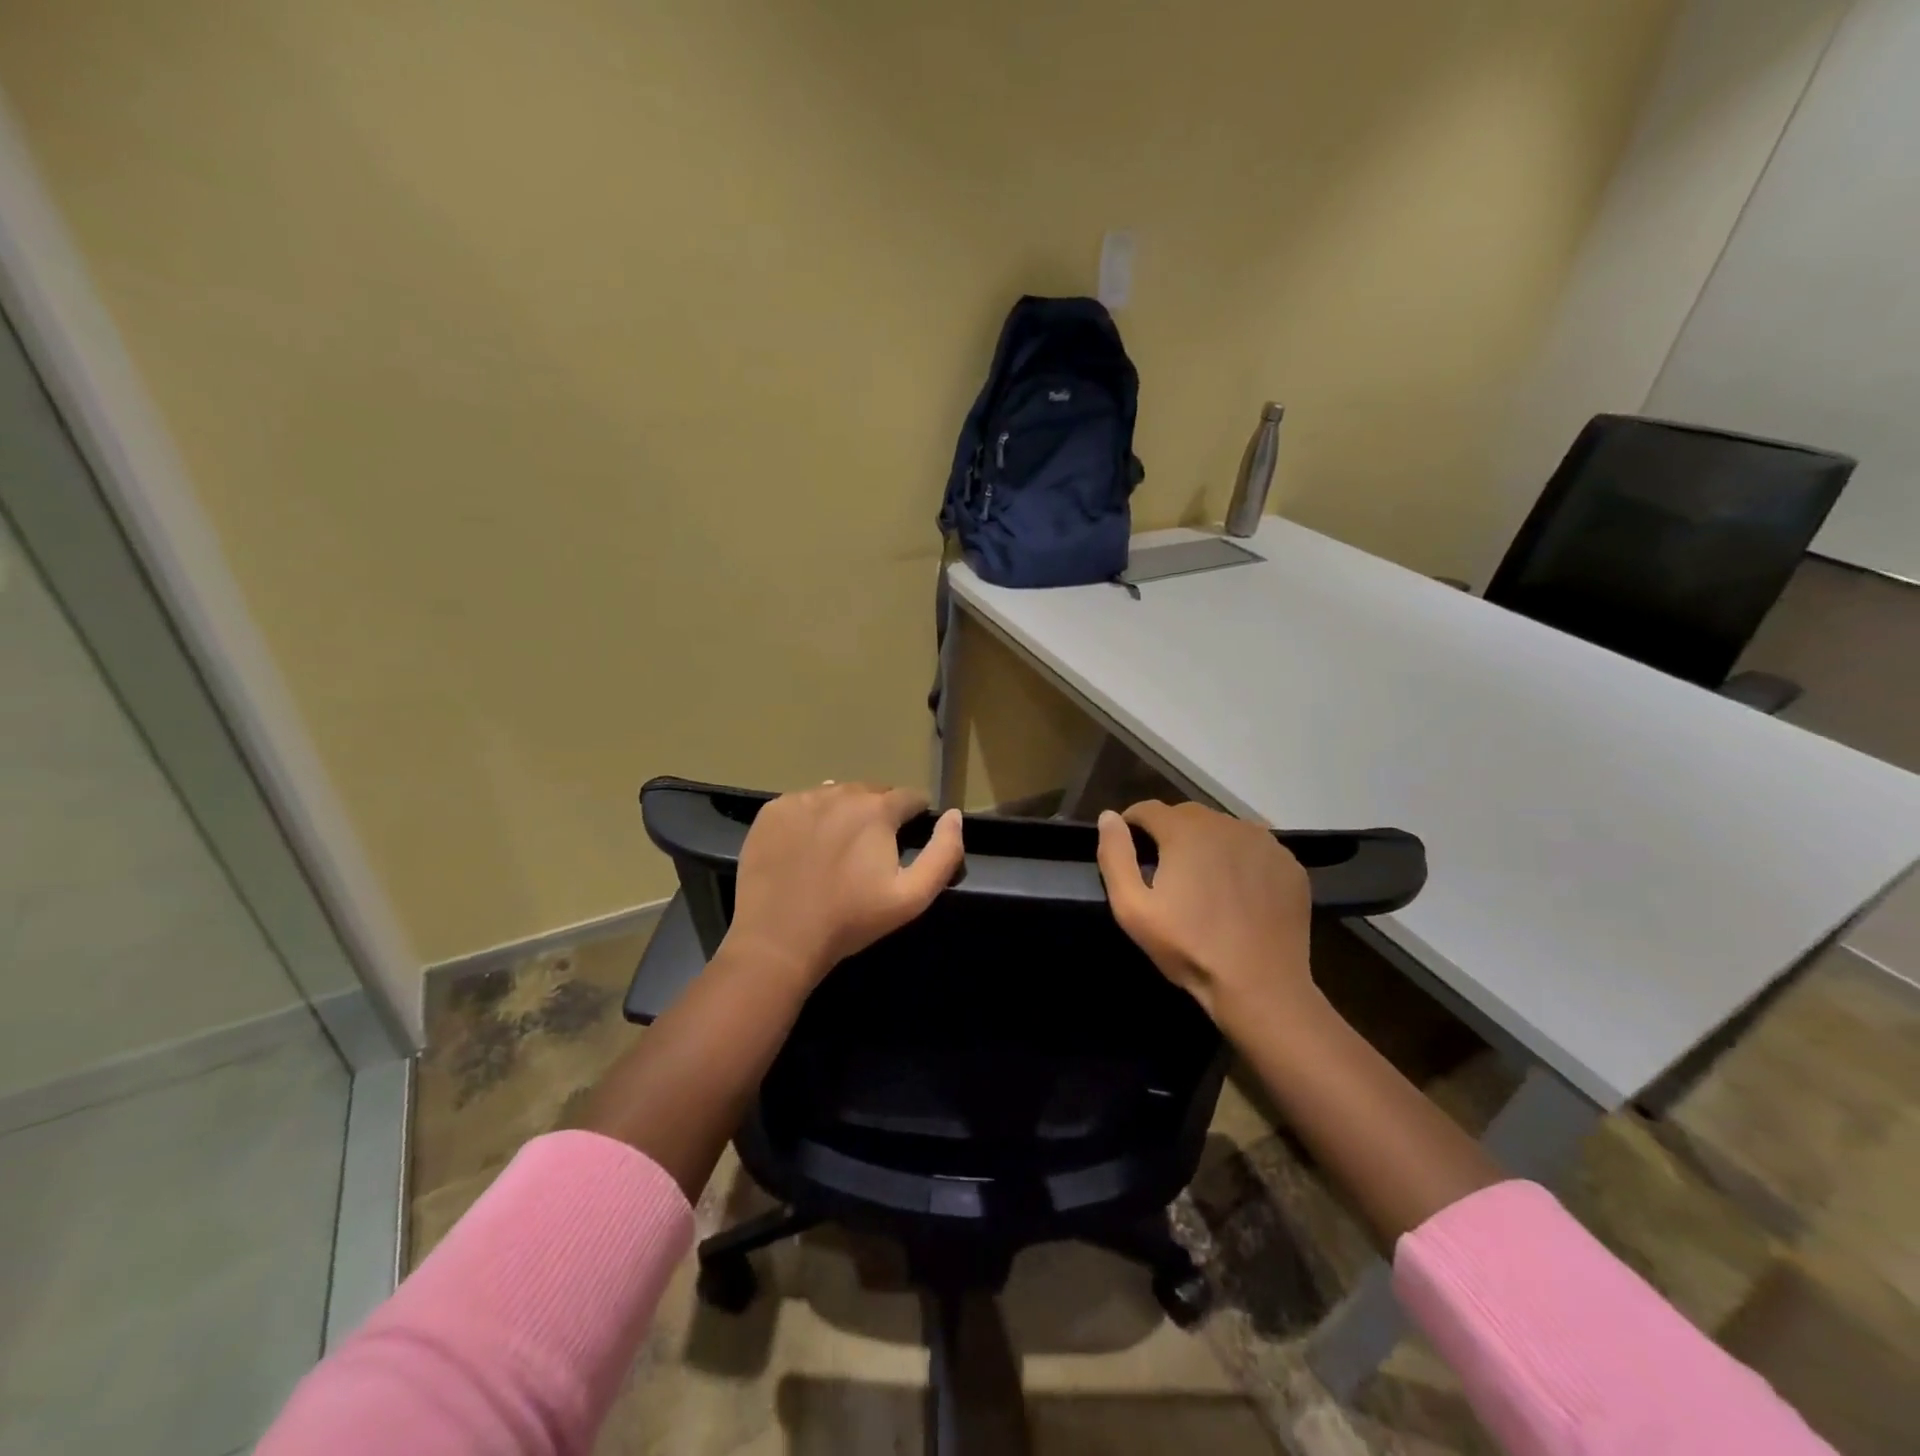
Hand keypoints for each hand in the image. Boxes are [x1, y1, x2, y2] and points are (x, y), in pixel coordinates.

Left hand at [722, 783, 964, 987]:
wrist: (778, 940)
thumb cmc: (850, 920)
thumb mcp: (912, 897)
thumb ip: (943, 853)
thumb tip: (954, 815)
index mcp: (877, 810)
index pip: (910, 797)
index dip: (915, 817)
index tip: (909, 839)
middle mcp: (840, 792)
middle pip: (873, 792)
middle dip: (880, 813)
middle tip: (872, 850)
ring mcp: (802, 799)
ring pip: (837, 794)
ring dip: (846, 812)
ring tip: (839, 848)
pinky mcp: (772, 811)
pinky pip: (803, 803)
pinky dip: (812, 817)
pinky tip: (806, 848)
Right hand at [1096, 800, 1313, 1022]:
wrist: (1260, 986)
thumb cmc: (1189, 947)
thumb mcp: (1133, 908)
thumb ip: (1115, 856)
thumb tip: (1109, 816)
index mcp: (1186, 831)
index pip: (1148, 809)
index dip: (1132, 824)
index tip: (1129, 848)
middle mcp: (1227, 824)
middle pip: (1187, 815)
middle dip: (1170, 833)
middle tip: (1165, 870)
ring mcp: (1264, 842)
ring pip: (1223, 829)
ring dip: (1207, 844)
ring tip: (1203, 881)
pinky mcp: (1289, 864)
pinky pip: (1254, 848)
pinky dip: (1240, 859)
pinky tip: (1237, 892)